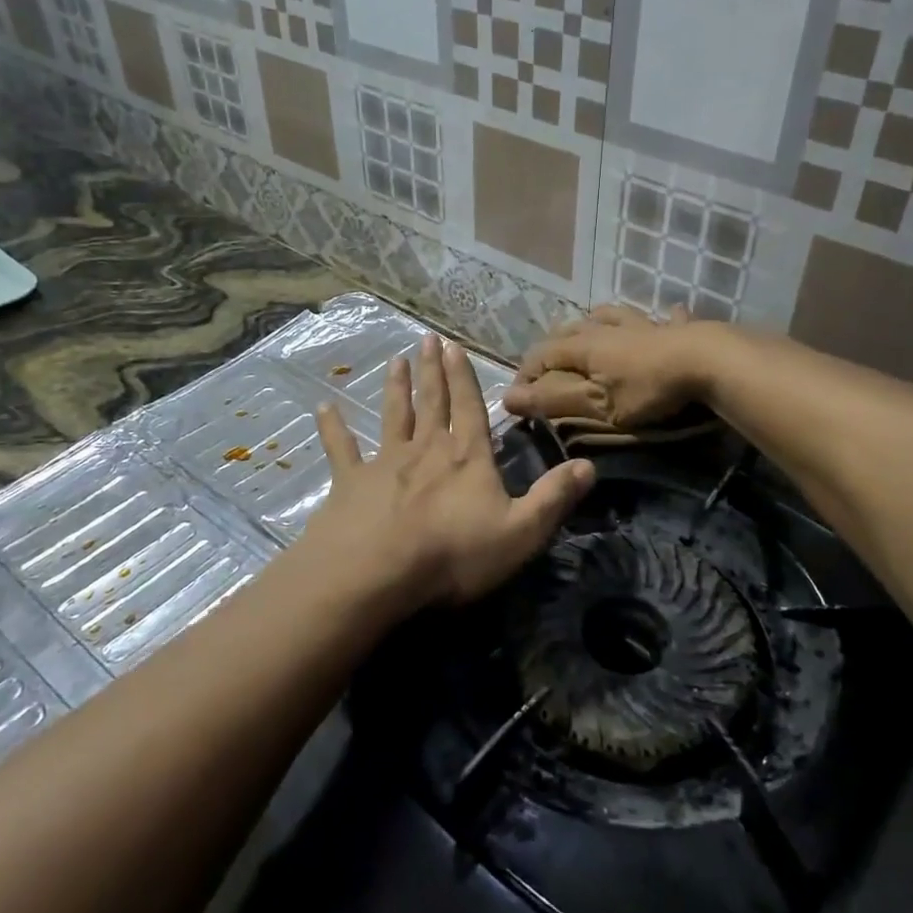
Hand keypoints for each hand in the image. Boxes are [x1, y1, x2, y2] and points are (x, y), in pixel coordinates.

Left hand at [306, 333, 594, 613]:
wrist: (376, 574)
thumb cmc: (453, 554)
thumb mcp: (521, 532)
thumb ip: (554, 498)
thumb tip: (589, 466)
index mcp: (466, 457)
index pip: (469, 408)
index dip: (464, 377)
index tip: (454, 346)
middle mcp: (426, 450)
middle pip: (431, 402)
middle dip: (431, 371)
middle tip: (426, 338)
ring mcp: (384, 463)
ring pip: (393, 416)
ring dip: (395, 388)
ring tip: (394, 359)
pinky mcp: (350, 483)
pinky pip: (340, 449)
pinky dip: (333, 428)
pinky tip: (323, 408)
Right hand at [503, 305, 716, 431]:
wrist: (708, 363)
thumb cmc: (647, 389)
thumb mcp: (597, 405)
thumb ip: (554, 401)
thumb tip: (508, 399)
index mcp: (585, 346)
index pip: (542, 354)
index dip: (525, 375)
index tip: (518, 399)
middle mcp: (608, 328)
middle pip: (571, 329)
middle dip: (553, 347)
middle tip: (547, 367)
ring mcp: (643, 324)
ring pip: (610, 314)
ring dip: (595, 323)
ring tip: (591, 332)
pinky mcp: (674, 328)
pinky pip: (663, 318)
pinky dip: (660, 320)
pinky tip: (666, 318)